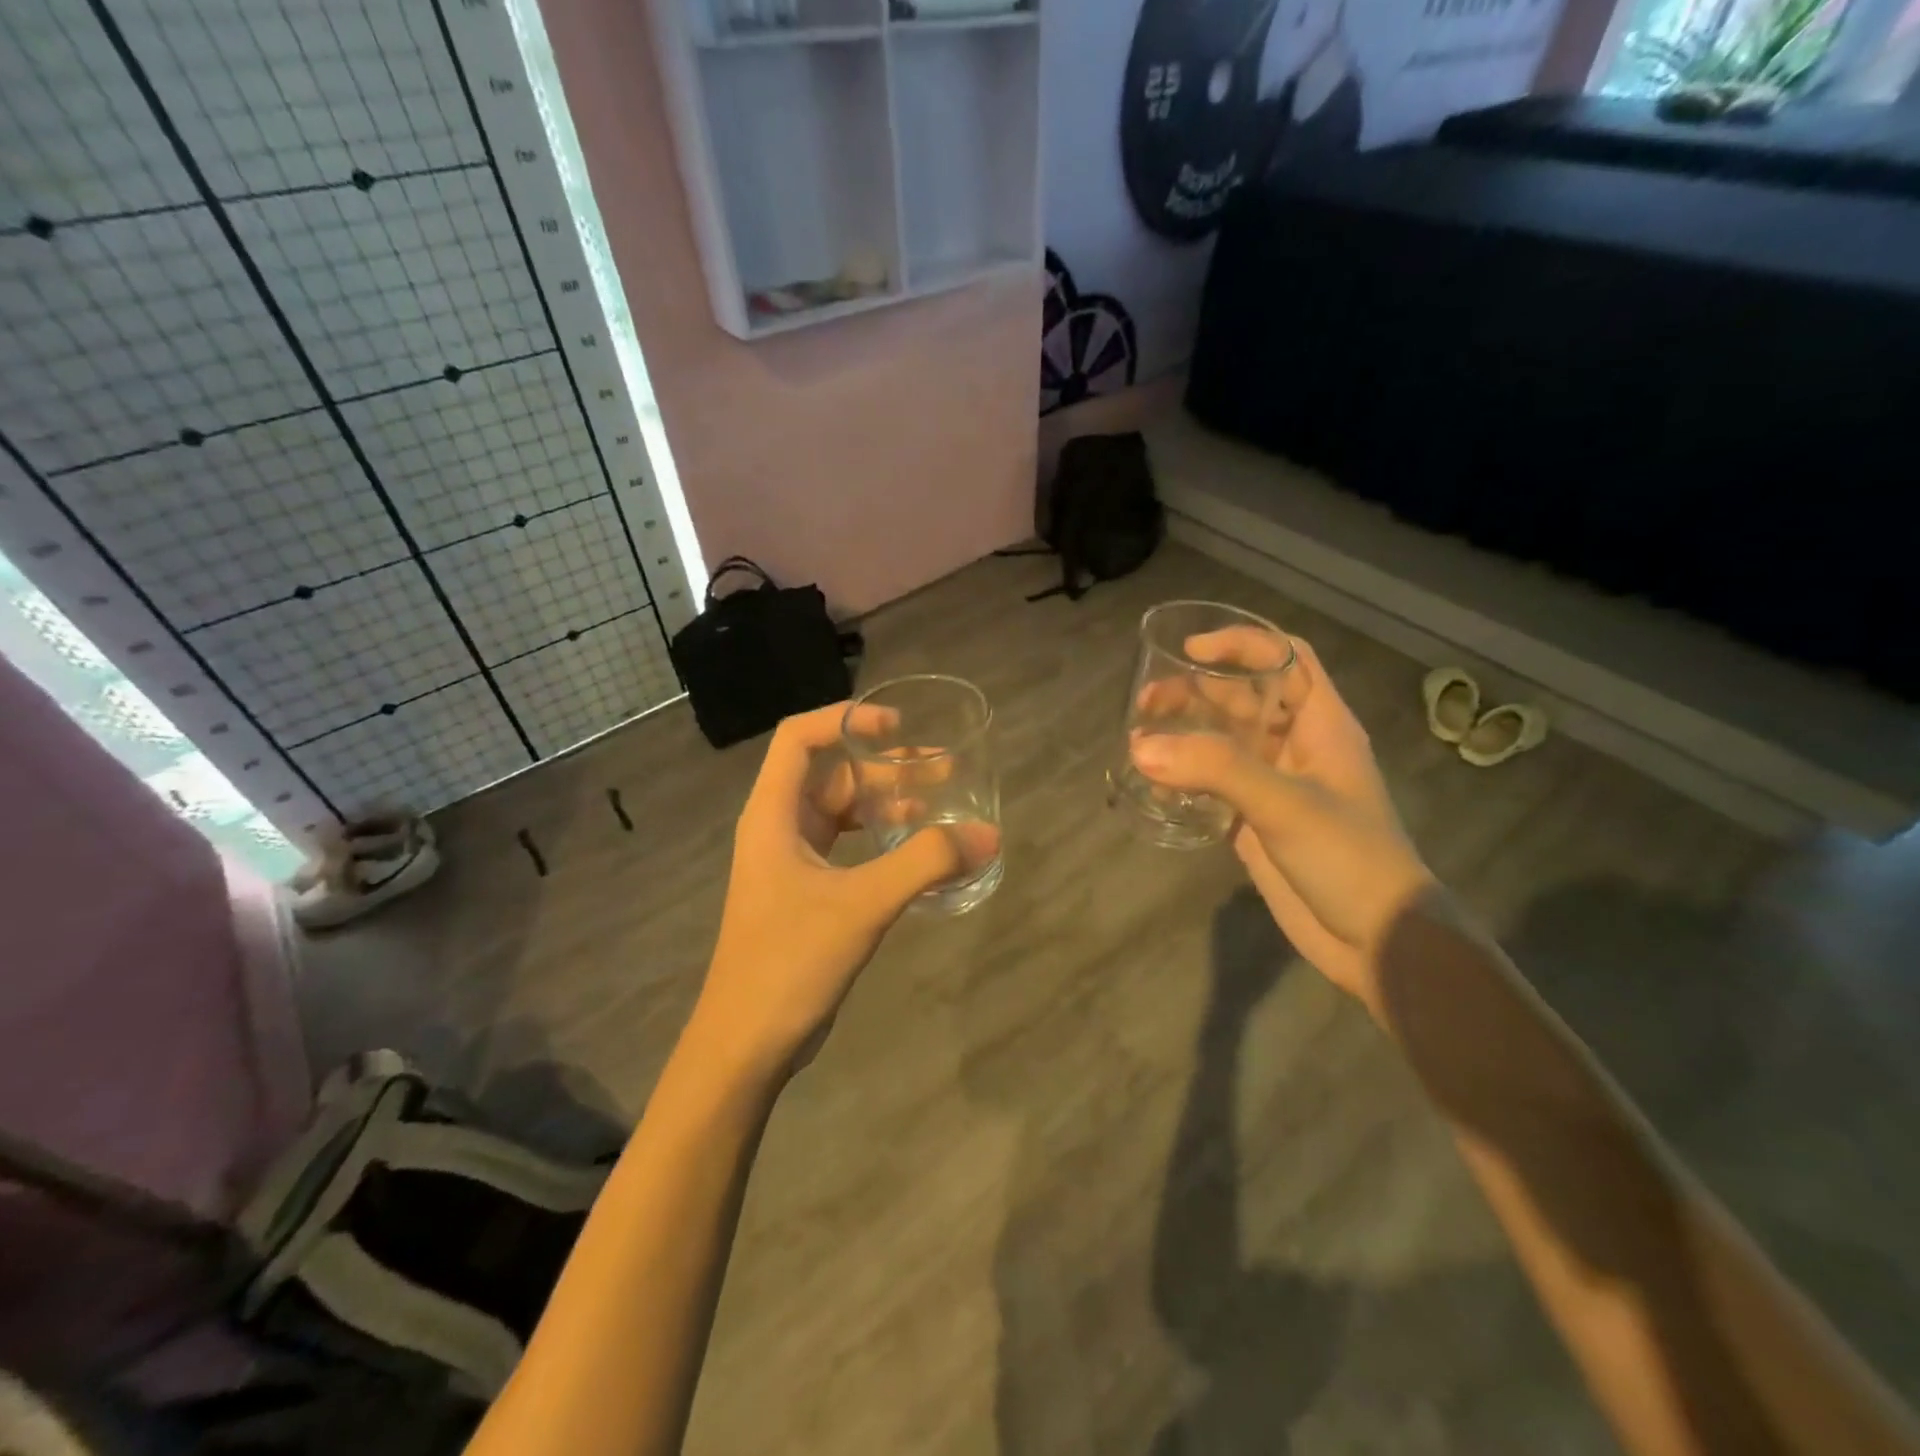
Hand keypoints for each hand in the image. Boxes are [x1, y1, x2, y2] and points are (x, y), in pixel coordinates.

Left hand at [689, 703, 998, 1082]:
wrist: (745, 1044)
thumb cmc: (790, 961)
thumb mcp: (862, 904)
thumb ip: (925, 864)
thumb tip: (987, 835)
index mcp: (773, 814)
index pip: (800, 739)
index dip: (846, 719)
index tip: (897, 724)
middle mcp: (778, 828)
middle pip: (832, 774)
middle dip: (886, 765)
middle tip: (943, 767)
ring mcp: (791, 862)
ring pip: (843, 812)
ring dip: (887, 802)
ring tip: (940, 802)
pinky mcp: (807, 893)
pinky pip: (848, 847)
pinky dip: (881, 839)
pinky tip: (918, 850)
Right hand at [1131, 635, 1435, 1006]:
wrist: (1377, 941)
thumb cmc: (1348, 857)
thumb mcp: (1286, 804)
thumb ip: (1216, 769)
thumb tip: (1141, 748)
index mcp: (1321, 724)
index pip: (1286, 659)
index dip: (1242, 644)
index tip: (1190, 651)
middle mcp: (1295, 746)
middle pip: (1242, 698)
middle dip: (1194, 690)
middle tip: (1145, 702)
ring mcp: (1273, 785)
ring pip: (1221, 741)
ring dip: (1183, 734)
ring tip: (1139, 741)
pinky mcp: (1253, 821)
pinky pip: (1211, 786)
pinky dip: (1183, 780)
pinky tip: (1156, 788)